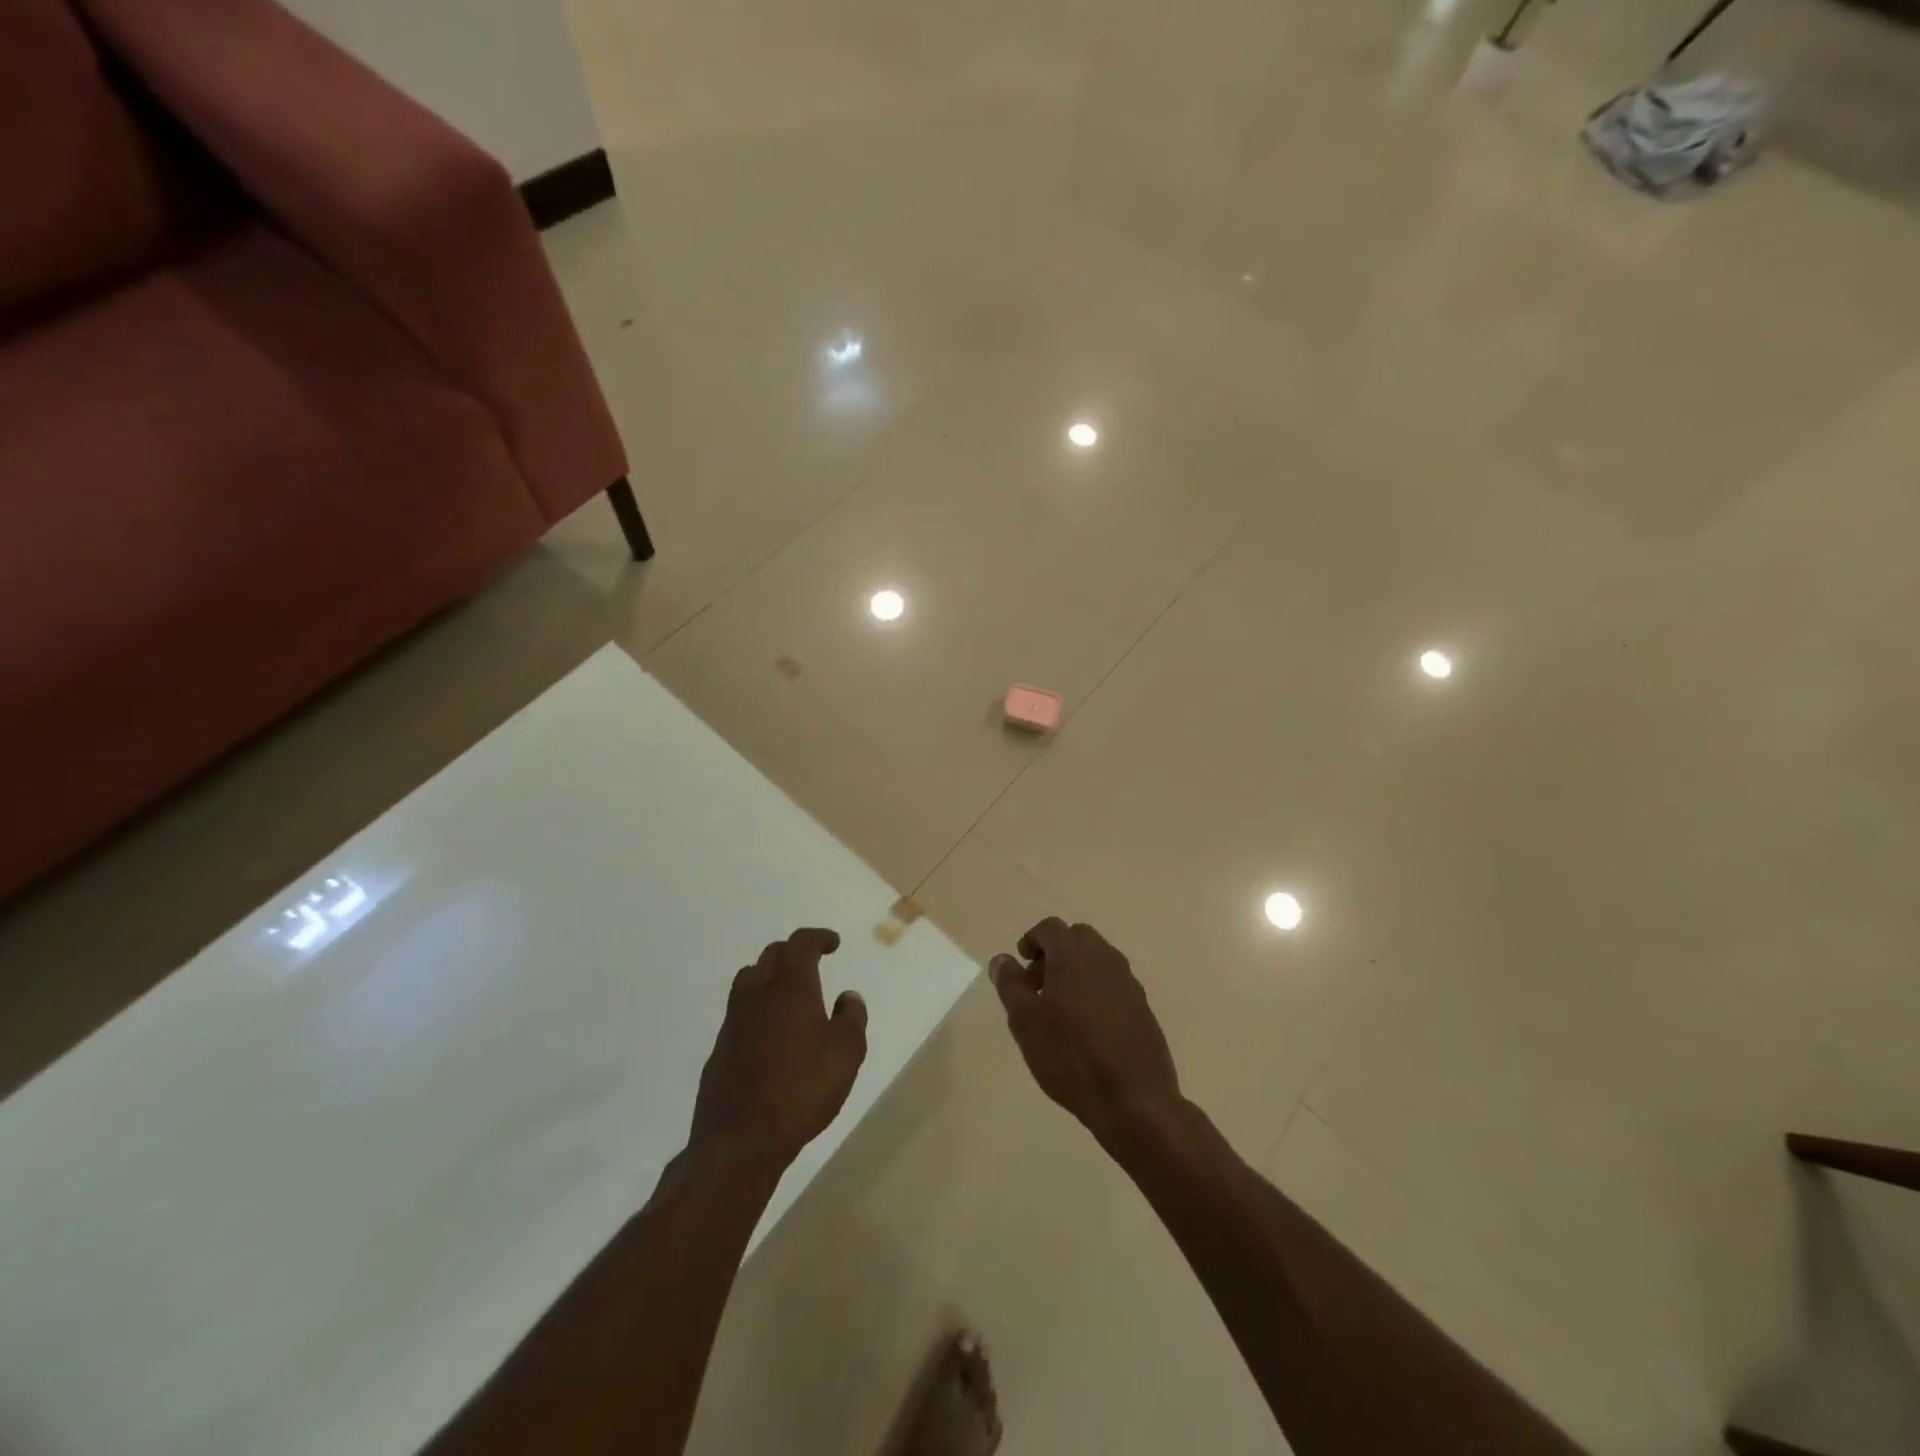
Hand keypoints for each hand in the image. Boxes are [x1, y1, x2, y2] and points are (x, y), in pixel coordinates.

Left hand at [689, 928, 867, 1170]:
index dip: (818, 937)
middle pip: (771, 956)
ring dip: (769, 977)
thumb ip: (852, 1018)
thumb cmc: (803, 1089)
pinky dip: (757, 1010)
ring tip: (788, 994)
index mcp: (790, 987)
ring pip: (749, 980)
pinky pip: (739, 1013)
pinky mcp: (719, 1050)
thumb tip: (847, 996)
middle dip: (793, 953)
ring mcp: (733, 1022)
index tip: (833, 943)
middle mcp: (757, 994)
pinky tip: (770, 1035)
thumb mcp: (847, 1053)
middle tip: (813, 963)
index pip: (800, 944)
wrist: (741, 1139)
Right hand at [989, 918, 1182, 1148]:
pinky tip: (1086, 1026)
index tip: (1021, 961)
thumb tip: (1002, 959)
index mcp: (1074, 955)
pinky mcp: (1143, 1007)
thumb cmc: (1069, 1055)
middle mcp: (1104, 958)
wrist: (1132, 1097)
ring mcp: (1128, 982)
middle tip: (1038, 985)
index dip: (1032, 939)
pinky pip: (1113, 984)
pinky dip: (1096, 990)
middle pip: (1077, 939)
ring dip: (1076, 971)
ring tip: (1059, 1009)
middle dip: (1055, 953)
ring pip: (1098, 960)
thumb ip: (1010, 984)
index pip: (1050, 928)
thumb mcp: (1025, 1021)